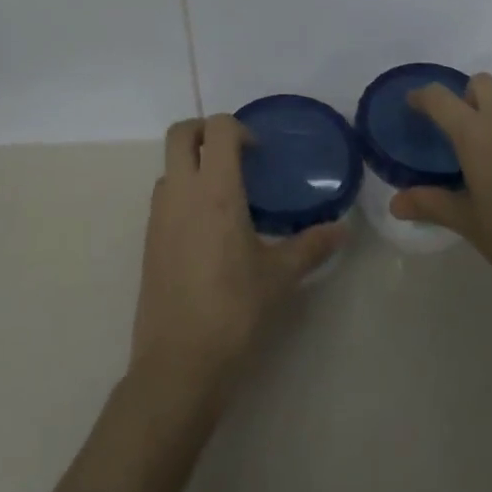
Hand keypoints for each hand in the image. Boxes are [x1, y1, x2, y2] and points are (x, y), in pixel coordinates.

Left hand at [129, 116, 344, 407]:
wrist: (179, 363)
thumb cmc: (234, 311)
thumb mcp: (280, 276)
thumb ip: (311, 246)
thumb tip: (342, 230)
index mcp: (214, 190)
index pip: (217, 129)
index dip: (239, 129)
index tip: (258, 154)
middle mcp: (180, 192)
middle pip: (180, 133)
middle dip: (205, 131)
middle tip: (235, 156)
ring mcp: (158, 215)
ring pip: (169, 166)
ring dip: (193, 164)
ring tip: (226, 195)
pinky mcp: (149, 240)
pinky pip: (164, 197)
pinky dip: (184, 193)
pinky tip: (209, 229)